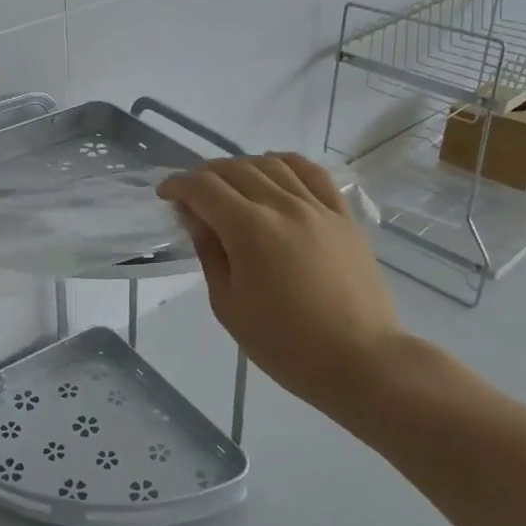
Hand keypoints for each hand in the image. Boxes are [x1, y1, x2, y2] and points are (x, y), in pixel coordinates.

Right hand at [159, 153, 409, 425]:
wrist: (360, 362)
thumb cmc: (285, 344)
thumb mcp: (228, 305)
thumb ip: (209, 253)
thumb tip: (196, 218)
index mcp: (249, 230)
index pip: (203, 188)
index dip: (178, 185)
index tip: (165, 195)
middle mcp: (283, 206)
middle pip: (234, 169)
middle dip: (204, 175)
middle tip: (191, 194)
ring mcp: (318, 207)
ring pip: (271, 164)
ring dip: (241, 167)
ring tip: (229, 185)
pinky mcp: (343, 216)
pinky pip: (312, 173)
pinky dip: (285, 164)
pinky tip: (274, 173)